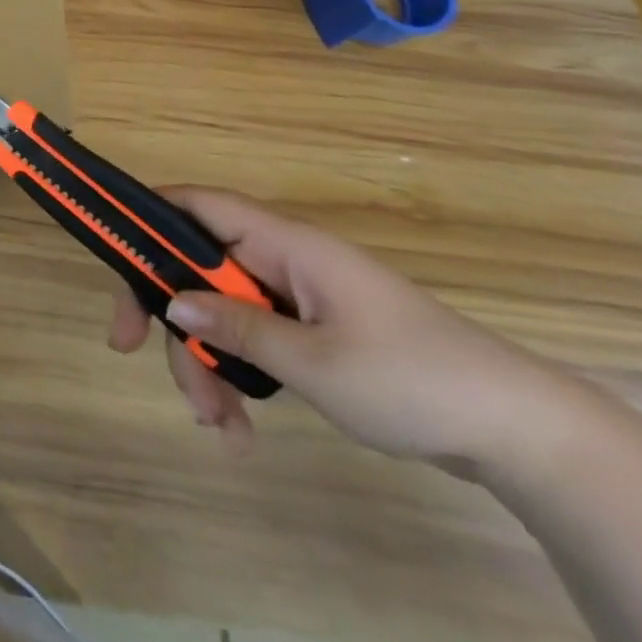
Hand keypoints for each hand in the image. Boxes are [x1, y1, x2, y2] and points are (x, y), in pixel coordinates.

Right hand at [108, 187, 565, 474]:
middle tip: (140, 359)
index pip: (194, 205)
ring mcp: (299, 297)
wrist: (526, 436)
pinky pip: (255, 339)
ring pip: (223, 312)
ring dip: (205, 361)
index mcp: (283, 244)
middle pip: (199, 270)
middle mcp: (283, 259)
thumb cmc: (414, 381)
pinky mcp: (315, 332)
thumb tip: (170, 302)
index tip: (115, 266)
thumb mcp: (314, 362)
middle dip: (172, 318)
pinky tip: (240, 426)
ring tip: (216, 426)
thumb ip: (236, 329)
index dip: (146, 220)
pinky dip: (238, 376)